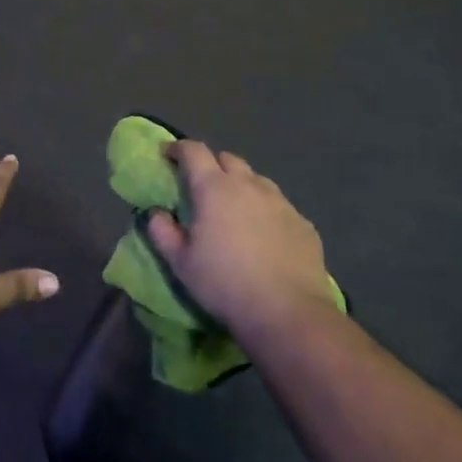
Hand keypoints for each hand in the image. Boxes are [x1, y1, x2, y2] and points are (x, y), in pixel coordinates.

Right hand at [145, 140, 329, 335]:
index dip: (178, 148)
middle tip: (201, 187)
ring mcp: (281, 202)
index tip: (168, 155)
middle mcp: (249, 185)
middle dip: (211, 165)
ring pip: (256, 180)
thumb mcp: (180, 263)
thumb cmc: (224, 283)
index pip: (193, 151)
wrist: (287, 313)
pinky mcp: (303, 223)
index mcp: (214, 188)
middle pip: (227, 159)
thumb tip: (157, 213)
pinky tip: (264, 234)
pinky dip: (265, 210)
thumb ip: (162, 232)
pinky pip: (279, 205)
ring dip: (241, 185)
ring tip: (235, 209)